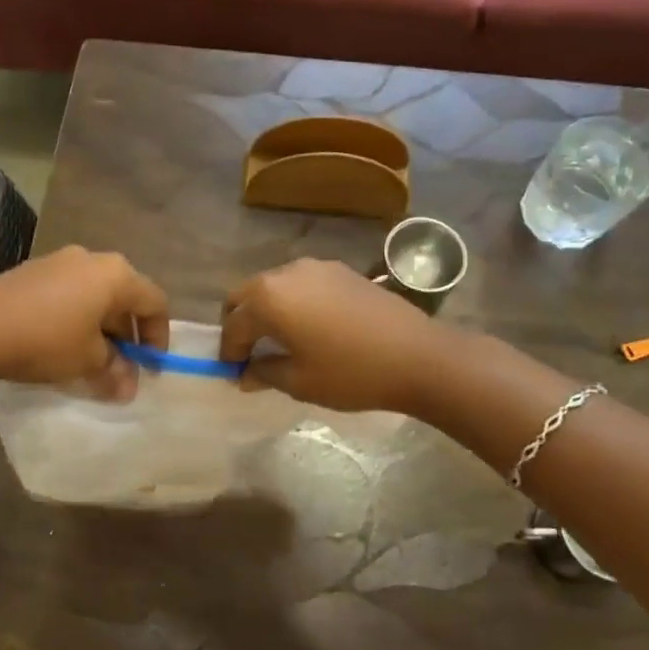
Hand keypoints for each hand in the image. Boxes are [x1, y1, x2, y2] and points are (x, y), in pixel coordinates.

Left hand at [0, 246, 168, 398]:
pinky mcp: (32, 271)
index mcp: (115, 275)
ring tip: (91, 358)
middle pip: (124, 296)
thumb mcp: (87, 362)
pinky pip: (68, 292)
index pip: (154, 302)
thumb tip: (127, 387)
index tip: (150, 367)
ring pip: (94, 294)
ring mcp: (58, 261)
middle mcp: (91, 259)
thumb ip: (115, 372)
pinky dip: (75, 316)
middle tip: (122, 366)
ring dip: (100, 326)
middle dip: (127, 333)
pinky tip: (61, 342)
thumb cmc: (47, 340)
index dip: (158, 337)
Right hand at [220, 258, 441, 413]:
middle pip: (246, 295)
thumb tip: (245, 374)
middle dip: (240, 322)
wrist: (419, 356)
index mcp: (268, 299)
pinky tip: (308, 326)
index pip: (234, 324)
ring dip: (266, 309)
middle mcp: (285, 273)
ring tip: (278, 339)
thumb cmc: (351, 373)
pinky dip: (292, 302)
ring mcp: (315, 268)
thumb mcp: (300, 381)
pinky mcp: (340, 270)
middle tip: (246, 352)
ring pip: (273, 286)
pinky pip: (301, 284)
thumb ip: (264, 373)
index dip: (229, 350)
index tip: (232, 372)